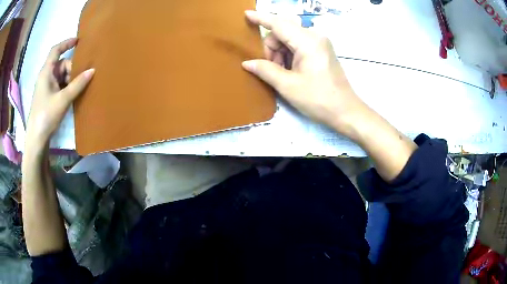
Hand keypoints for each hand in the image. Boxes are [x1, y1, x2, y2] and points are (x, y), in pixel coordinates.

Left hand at [26, 38, 93, 147]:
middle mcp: (46, 77)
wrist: (37, 139)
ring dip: (71, 80)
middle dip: (72, 69)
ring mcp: (47, 87)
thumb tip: (93, 70)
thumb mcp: (63, 99)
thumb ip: (77, 84)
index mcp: (46, 72)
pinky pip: (60, 86)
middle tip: (83, 77)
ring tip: (80, 88)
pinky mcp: (49, 97)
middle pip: (62, 64)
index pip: (56, 50)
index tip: (78, 41)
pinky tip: (74, 94)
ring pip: (62, 76)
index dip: (66, 43)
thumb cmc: (46, 115)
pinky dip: (68, 87)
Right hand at [242, 11, 367, 135]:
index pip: (279, 24)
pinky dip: (288, 55)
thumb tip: (247, 63)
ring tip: (281, 73)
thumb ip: (265, 70)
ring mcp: (319, 43)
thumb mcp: (288, 86)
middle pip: (283, 32)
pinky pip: (298, 45)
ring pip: (289, 39)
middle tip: (269, 68)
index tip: (246, 14)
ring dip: (279, 53)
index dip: (261, 18)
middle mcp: (315, 36)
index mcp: (308, 41)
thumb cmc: (318, 99)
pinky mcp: (321, 51)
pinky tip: (289, 70)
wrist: (345, 111)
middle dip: (271, 47)